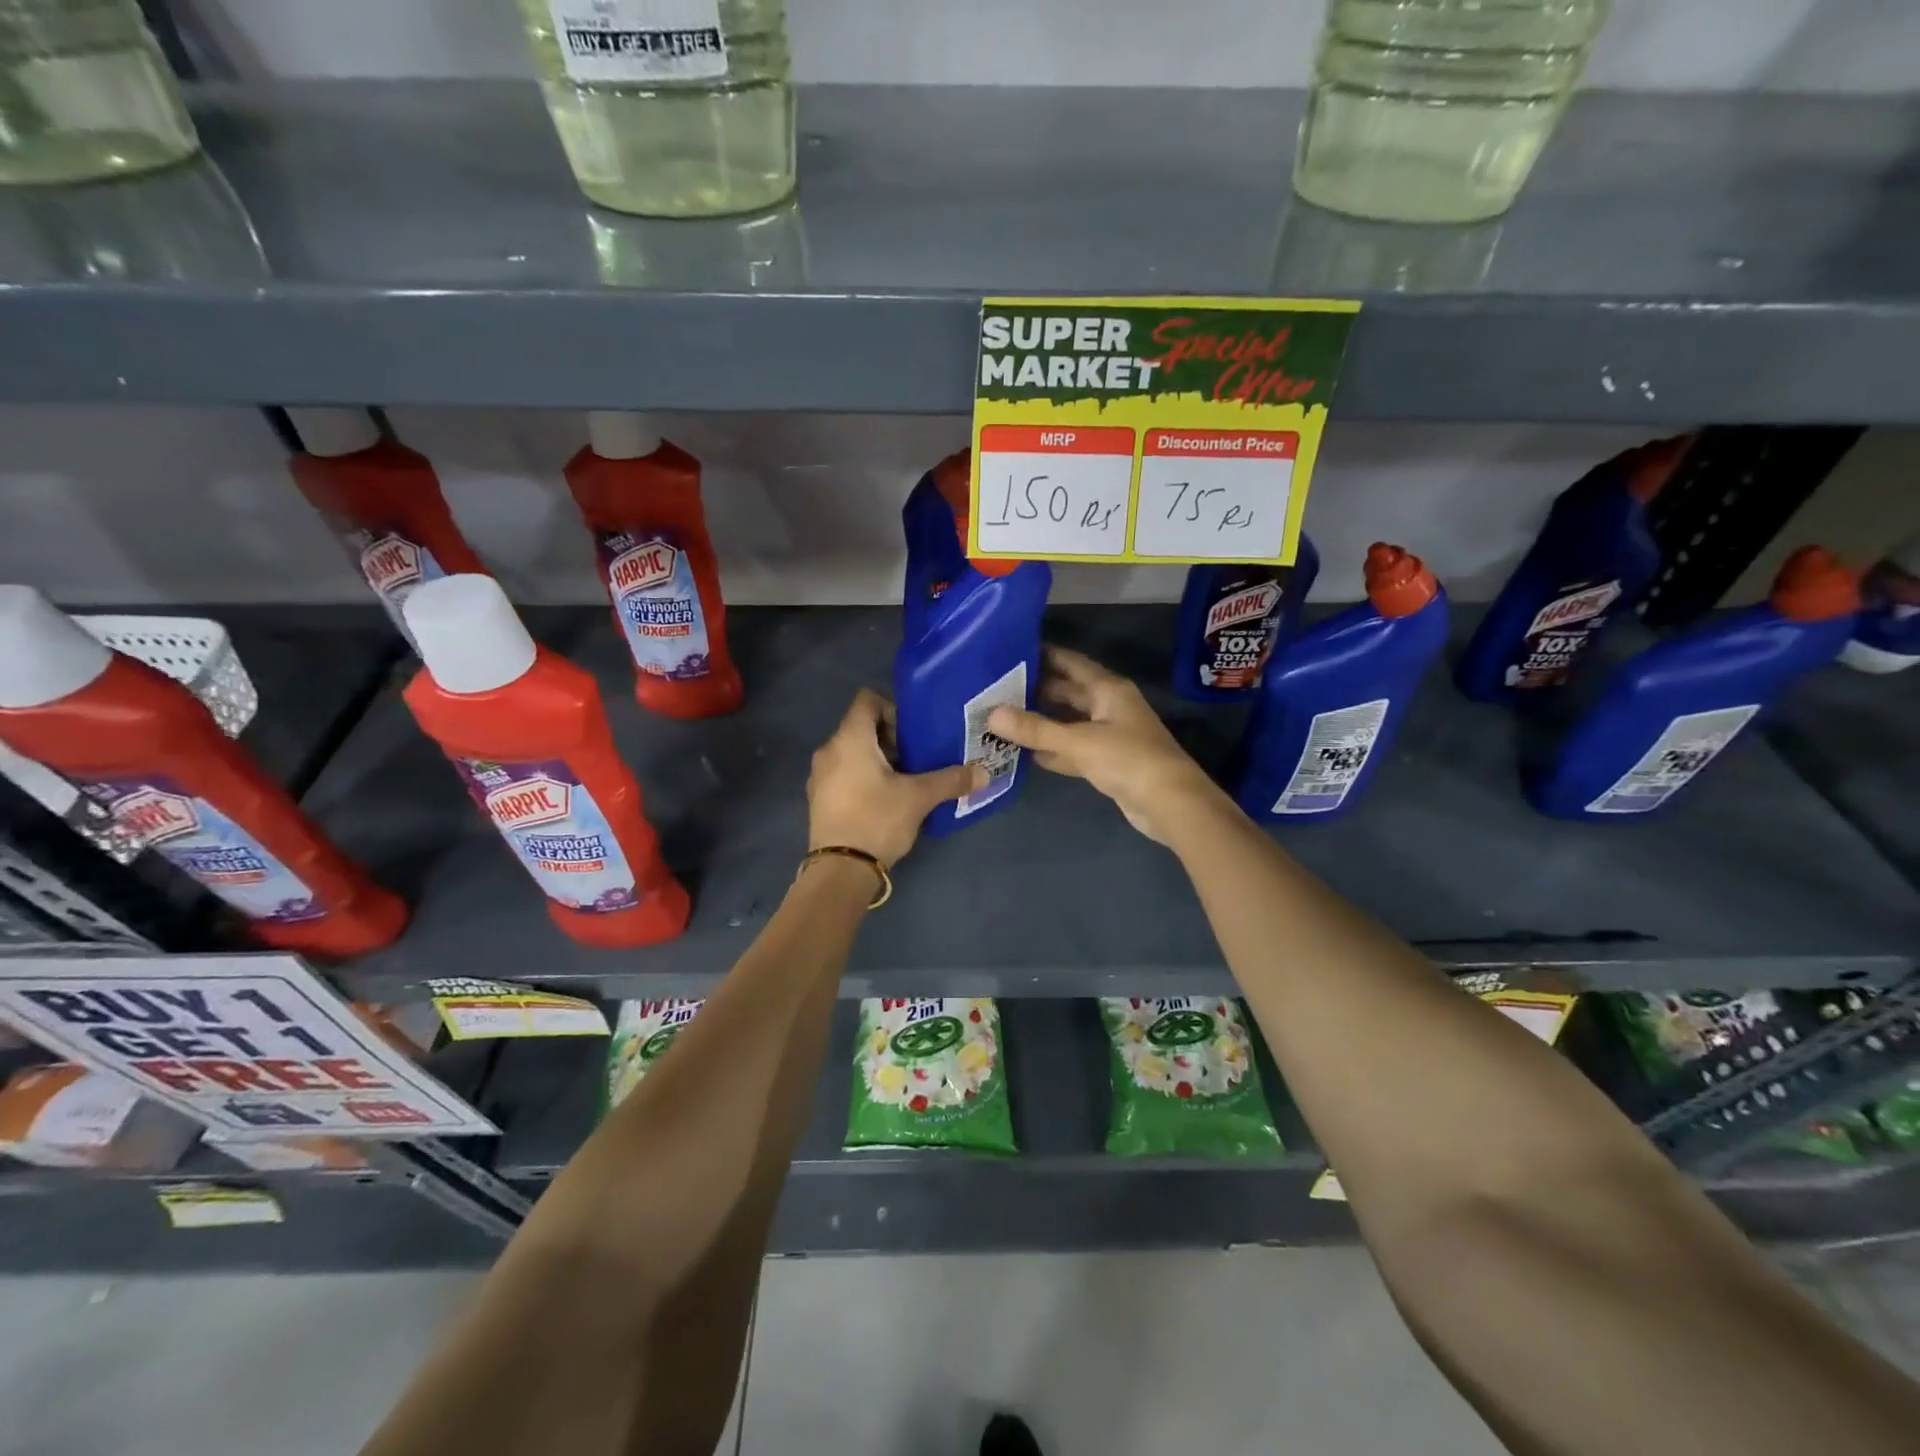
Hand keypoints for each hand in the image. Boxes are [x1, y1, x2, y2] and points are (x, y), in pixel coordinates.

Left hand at [808, 689, 984, 866]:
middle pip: (861, 727)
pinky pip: (843, 773)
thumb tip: (984, 773)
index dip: (893, 708)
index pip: (867, 700)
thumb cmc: (877, 820)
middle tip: (916, 759)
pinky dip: (863, 777)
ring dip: (877, 759)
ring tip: (904, 781)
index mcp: (850, 739)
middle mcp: (829, 750)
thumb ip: (951, 780)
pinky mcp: (819, 798)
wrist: (840, 870)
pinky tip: (884, 800)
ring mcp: (819, 776)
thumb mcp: (919, 798)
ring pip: (852, 752)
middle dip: (890, 738)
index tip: (913, 733)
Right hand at [987, 647, 1226, 845]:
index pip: (1069, 662)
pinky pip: (1073, 748)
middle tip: (995, 688)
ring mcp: (1109, 735)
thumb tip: (991, 714)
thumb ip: (1035, 729)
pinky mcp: (1107, 762)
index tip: (1009, 652)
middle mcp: (1109, 706)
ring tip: (1002, 717)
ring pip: (1068, 721)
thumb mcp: (1078, 741)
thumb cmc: (1128, 760)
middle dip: (1035, 690)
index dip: (1042, 655)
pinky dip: (1053, 749)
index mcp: (1108, 689)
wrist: (1170, 804)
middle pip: (1067, 692)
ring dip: (1041, 721)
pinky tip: (1025, 752)